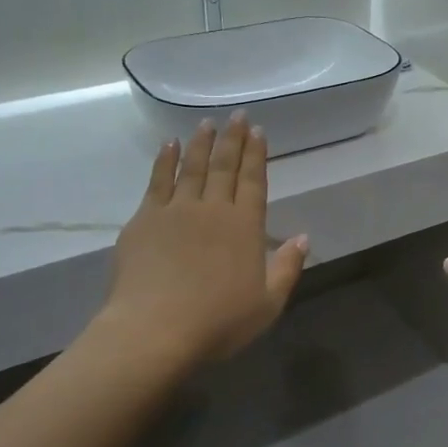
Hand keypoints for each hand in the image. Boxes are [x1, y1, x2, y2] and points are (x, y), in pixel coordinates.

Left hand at [99, 114, 308, 371]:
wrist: (154, 330)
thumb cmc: (218, 322)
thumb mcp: (267, 304)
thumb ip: (287, 267)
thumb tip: (303, 237)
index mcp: (245, 226)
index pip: (254, 181)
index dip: (257, 155)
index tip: (258, 131)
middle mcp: (213, 209)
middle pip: (224, 167)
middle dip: (233, 139)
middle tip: (238, 116)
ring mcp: (176, 210)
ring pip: (191, 167)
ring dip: (200, 143)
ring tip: (206, 123)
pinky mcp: (144, 220)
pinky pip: (157, 181)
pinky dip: (164, 160)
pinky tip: (168, 145)